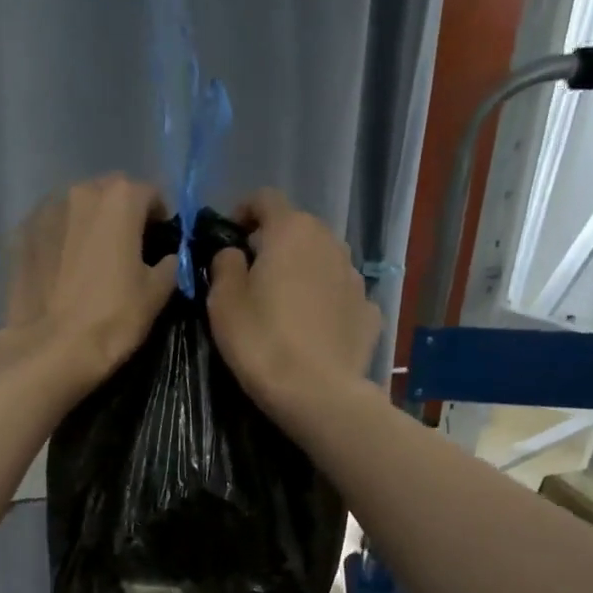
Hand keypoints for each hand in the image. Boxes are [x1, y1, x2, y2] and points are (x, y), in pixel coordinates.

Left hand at [0, 173, 178, 392]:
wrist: (50, 350)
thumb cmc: (111, 319)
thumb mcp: (156, 294)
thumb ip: (170, 264)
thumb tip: (168, 258)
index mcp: (119, 199)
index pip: (149, 194)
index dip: (159, 218)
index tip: (158, 244)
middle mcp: (79, 192)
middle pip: (109, 195)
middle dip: (120, 215)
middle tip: (125, 251)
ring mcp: (43, 212)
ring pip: (75, 209)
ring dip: (87, 225)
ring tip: (90, 261)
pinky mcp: (19, 236)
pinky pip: (49, 230)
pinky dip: (59, 241)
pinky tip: (61, 271)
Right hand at [206, 188, 380, 410]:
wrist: (318, 393)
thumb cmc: (261, 341)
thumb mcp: (223, 302)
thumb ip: (224, 265)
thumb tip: (234, 253)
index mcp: (291, 231)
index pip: (265, 199)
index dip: (243, 211)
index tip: (229, 236)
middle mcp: (330, 243)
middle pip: (297, 229)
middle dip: (274, 244)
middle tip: (252, 275)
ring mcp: (355, 277)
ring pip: (321, 261)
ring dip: (301, 272)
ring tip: (283, 305)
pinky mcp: (369, 310)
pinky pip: (339, 295)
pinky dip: (324, 302)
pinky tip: (312, 330)